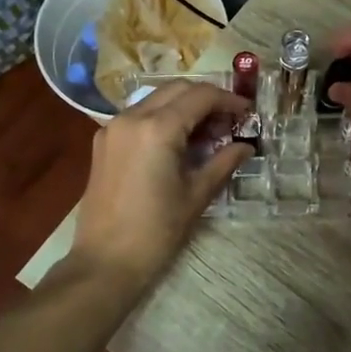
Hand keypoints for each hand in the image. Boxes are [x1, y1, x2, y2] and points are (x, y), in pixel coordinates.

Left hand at [69, 80, 248, 285]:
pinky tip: (179, 142)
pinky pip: (139, 116)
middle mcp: (131, 117)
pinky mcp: (103, 142)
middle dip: (206, 99)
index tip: (247, 112)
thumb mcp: (196, 195)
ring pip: (156, 99)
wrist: (105, 262)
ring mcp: (113, 128)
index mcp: (157, 128)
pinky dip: (162, 118)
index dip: (228, 100)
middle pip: (177, 89)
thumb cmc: (156, 231)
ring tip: (208, 133)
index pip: (200, 96)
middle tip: (230, 121)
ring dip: (184, 106)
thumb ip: (223, 162)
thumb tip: (246, 146)